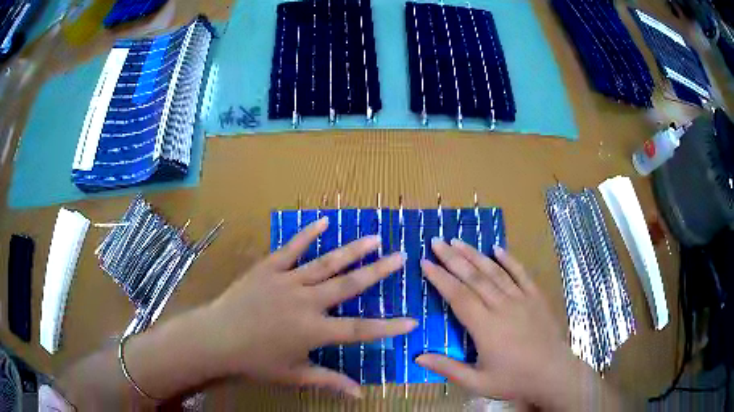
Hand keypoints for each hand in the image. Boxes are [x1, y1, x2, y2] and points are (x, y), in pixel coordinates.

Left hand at [199, 217, 415, 397]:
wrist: (216, 337)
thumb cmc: (255, 361)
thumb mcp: (294, 375)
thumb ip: (329, 381)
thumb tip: (360, 395)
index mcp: (314, 331)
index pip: (360, 330)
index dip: (388, 327)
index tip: (412, 321)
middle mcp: (307, 302)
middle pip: (349, 285)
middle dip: (378, 272)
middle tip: (400, 257)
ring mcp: (287, 281)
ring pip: (326, 263)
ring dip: (352, 251)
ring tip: (374, 238)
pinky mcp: (269, 268)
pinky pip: (292, 249)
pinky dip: (308, 235)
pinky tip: (324, 222)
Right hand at [418, 239, 590, 408]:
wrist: (553, 373)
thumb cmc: (514, 380)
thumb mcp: (477, 382)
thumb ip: (447, 368)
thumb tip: (417, 357)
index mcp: (485, 327)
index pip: (458, 296)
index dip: (440, 278)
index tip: (425, 262)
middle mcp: (502, 306)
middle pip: (474, 277)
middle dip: (453, 258)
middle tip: (437, 241)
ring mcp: (521, 299)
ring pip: (494, 271)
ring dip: (475, 254)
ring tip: (458, 240)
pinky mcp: (536, 297)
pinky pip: (521, 273)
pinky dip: (509, 259)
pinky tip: (497, 248)